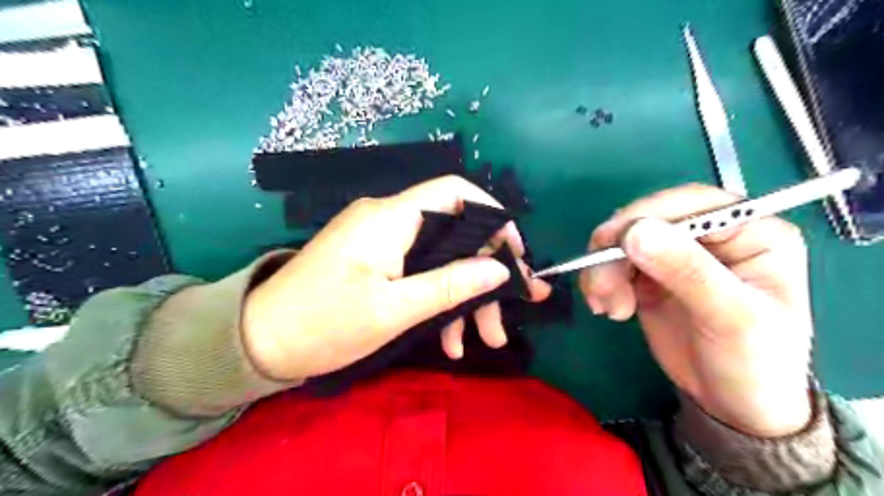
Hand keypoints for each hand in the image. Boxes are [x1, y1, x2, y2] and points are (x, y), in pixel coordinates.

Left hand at [238, 176, 549, 380]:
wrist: (259, 341)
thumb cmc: (323, 324)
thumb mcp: (393, 311)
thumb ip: (449, 286)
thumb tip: (498, 270)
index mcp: (390, 219)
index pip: (454, 192)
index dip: (492, 215)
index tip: (514, 253)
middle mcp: (388, 219)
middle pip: (453, 233)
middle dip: (483, 275)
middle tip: (506, 315)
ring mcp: (381, 240)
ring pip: (439, 258)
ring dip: (464, 297)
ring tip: (483, 340)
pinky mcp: (376, 259)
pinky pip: (418, 270)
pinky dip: (438, 299)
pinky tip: (450, 339)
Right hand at [581, 185, 812, 434]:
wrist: (733, 405)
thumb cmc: (754, 363)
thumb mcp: (730, 317)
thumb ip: (687, 271)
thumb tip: (635, 232)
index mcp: (751, 232)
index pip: (693, 203)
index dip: (647, 215)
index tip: (612, 241)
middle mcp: (711, 236)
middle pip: (649, 220)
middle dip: (617, 250)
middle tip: (598, 283)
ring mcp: (677, 255)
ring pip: (624, 242)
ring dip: (604, 269)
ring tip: (606, 306)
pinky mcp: (650, 276)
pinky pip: (614, 264)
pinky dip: (602, 281)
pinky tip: (608, 308)